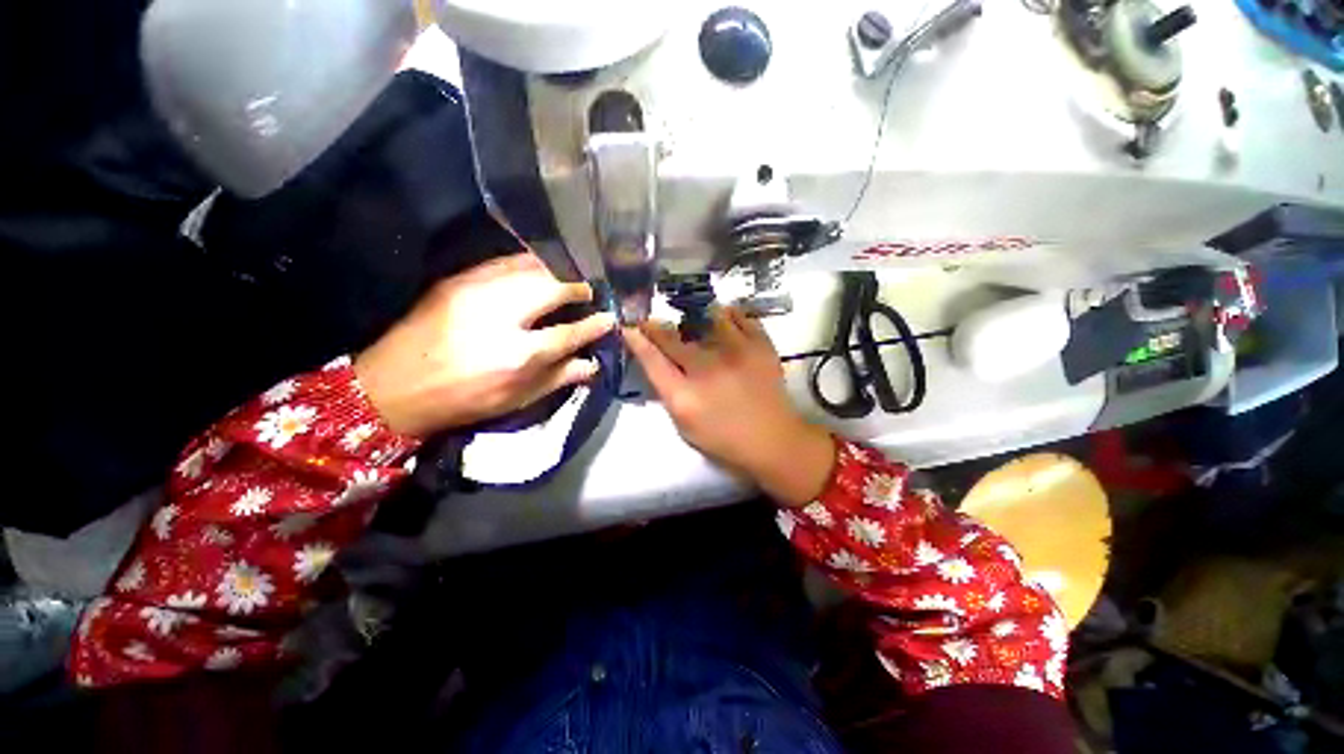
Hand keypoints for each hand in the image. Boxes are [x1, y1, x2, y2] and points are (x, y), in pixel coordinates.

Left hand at [355, 253, 615, 437]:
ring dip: (557, 270)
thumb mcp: (516, 400)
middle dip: (579, 285)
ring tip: (570, 277)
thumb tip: (592, 363)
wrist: (392, 387)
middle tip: (592, 290)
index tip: (611, 317)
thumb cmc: (462, 400)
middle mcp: (500, 317)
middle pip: (552, 287)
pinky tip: (538, 270)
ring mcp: (475, 291)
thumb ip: (559, 379)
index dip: (595, 324)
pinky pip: (504, 262)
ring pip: (529, 266)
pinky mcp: (457, 279)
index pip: (569, 332)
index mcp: (516, 356)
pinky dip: (528, 264)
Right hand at [623, 308, 834, 505]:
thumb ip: (669, 395)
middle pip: (672, 338)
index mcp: (685, 396)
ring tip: (694, 319)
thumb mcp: (686, 428)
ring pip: (706, 319)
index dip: (637, 340)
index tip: (629, 327)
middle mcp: (706, 370)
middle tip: (651, 321)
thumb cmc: (725, 441)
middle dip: (656, 326)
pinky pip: (741, 317)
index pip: (652, 360)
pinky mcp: (760, 347)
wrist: (774, 441)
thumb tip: (658, 365)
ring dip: (695, 318)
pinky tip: (724, 318)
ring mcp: (735, 354)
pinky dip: (729, 315)